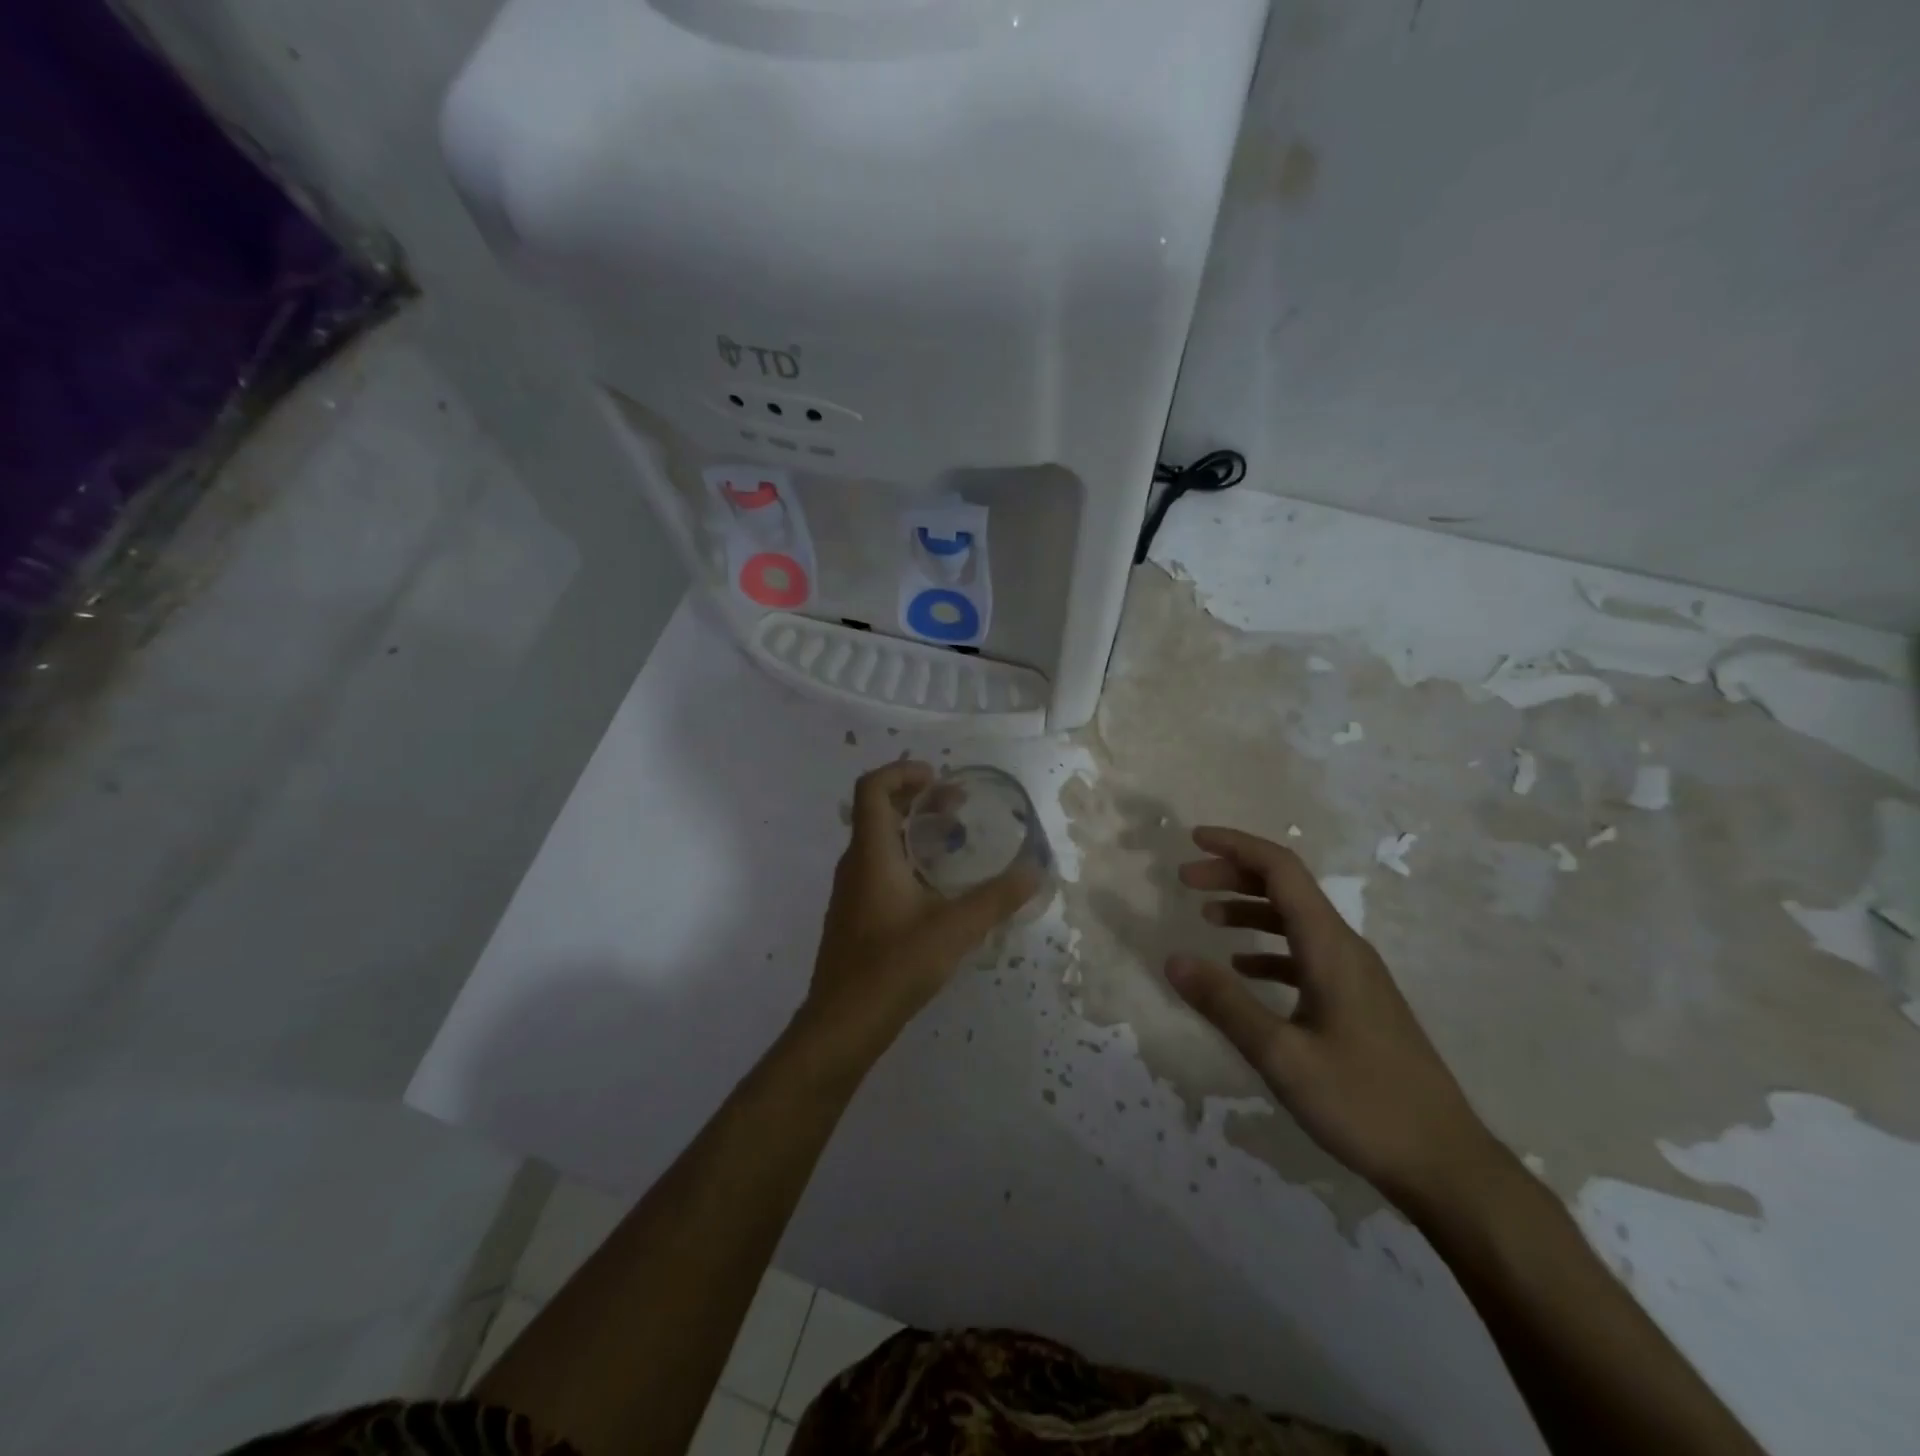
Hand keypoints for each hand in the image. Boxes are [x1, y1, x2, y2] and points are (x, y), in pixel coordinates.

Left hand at [796, 761, 1041, 1071]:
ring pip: (878, 841)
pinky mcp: (853, 914)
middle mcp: (855, 864)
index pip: (872, 788)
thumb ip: (997, 898)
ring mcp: (850, 891)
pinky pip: (877, 867)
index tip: (938, 778)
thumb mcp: (955, 928)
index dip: (902, 772)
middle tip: (957, 807)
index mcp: (871, 853)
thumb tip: (1036, 870)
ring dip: (913, 830)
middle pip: (879, 811)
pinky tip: (935, 888)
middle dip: (918, 800)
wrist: (844, 1022)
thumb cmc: (894, 965)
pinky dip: (905, 858)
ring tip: (953, 843)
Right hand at [1166, 826, 1503, 1210]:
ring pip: (1296, 920)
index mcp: (1330, 947)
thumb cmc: (1365, 1105)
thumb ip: (1225, 1005)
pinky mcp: (1358, 1003)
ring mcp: (1356, 976)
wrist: (1447, 1166)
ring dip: (1249, 908)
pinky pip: (1305, 954)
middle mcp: (1345, 949)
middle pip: (1287, 888)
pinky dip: (1268, 948)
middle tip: (1186, 880)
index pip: (1281, 870)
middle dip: (1234, 874)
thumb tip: (1172, 959)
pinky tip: (1243, 968)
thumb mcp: (1282, 1057)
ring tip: (1206, 916)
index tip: (1193, 839)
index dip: (1236, 846)